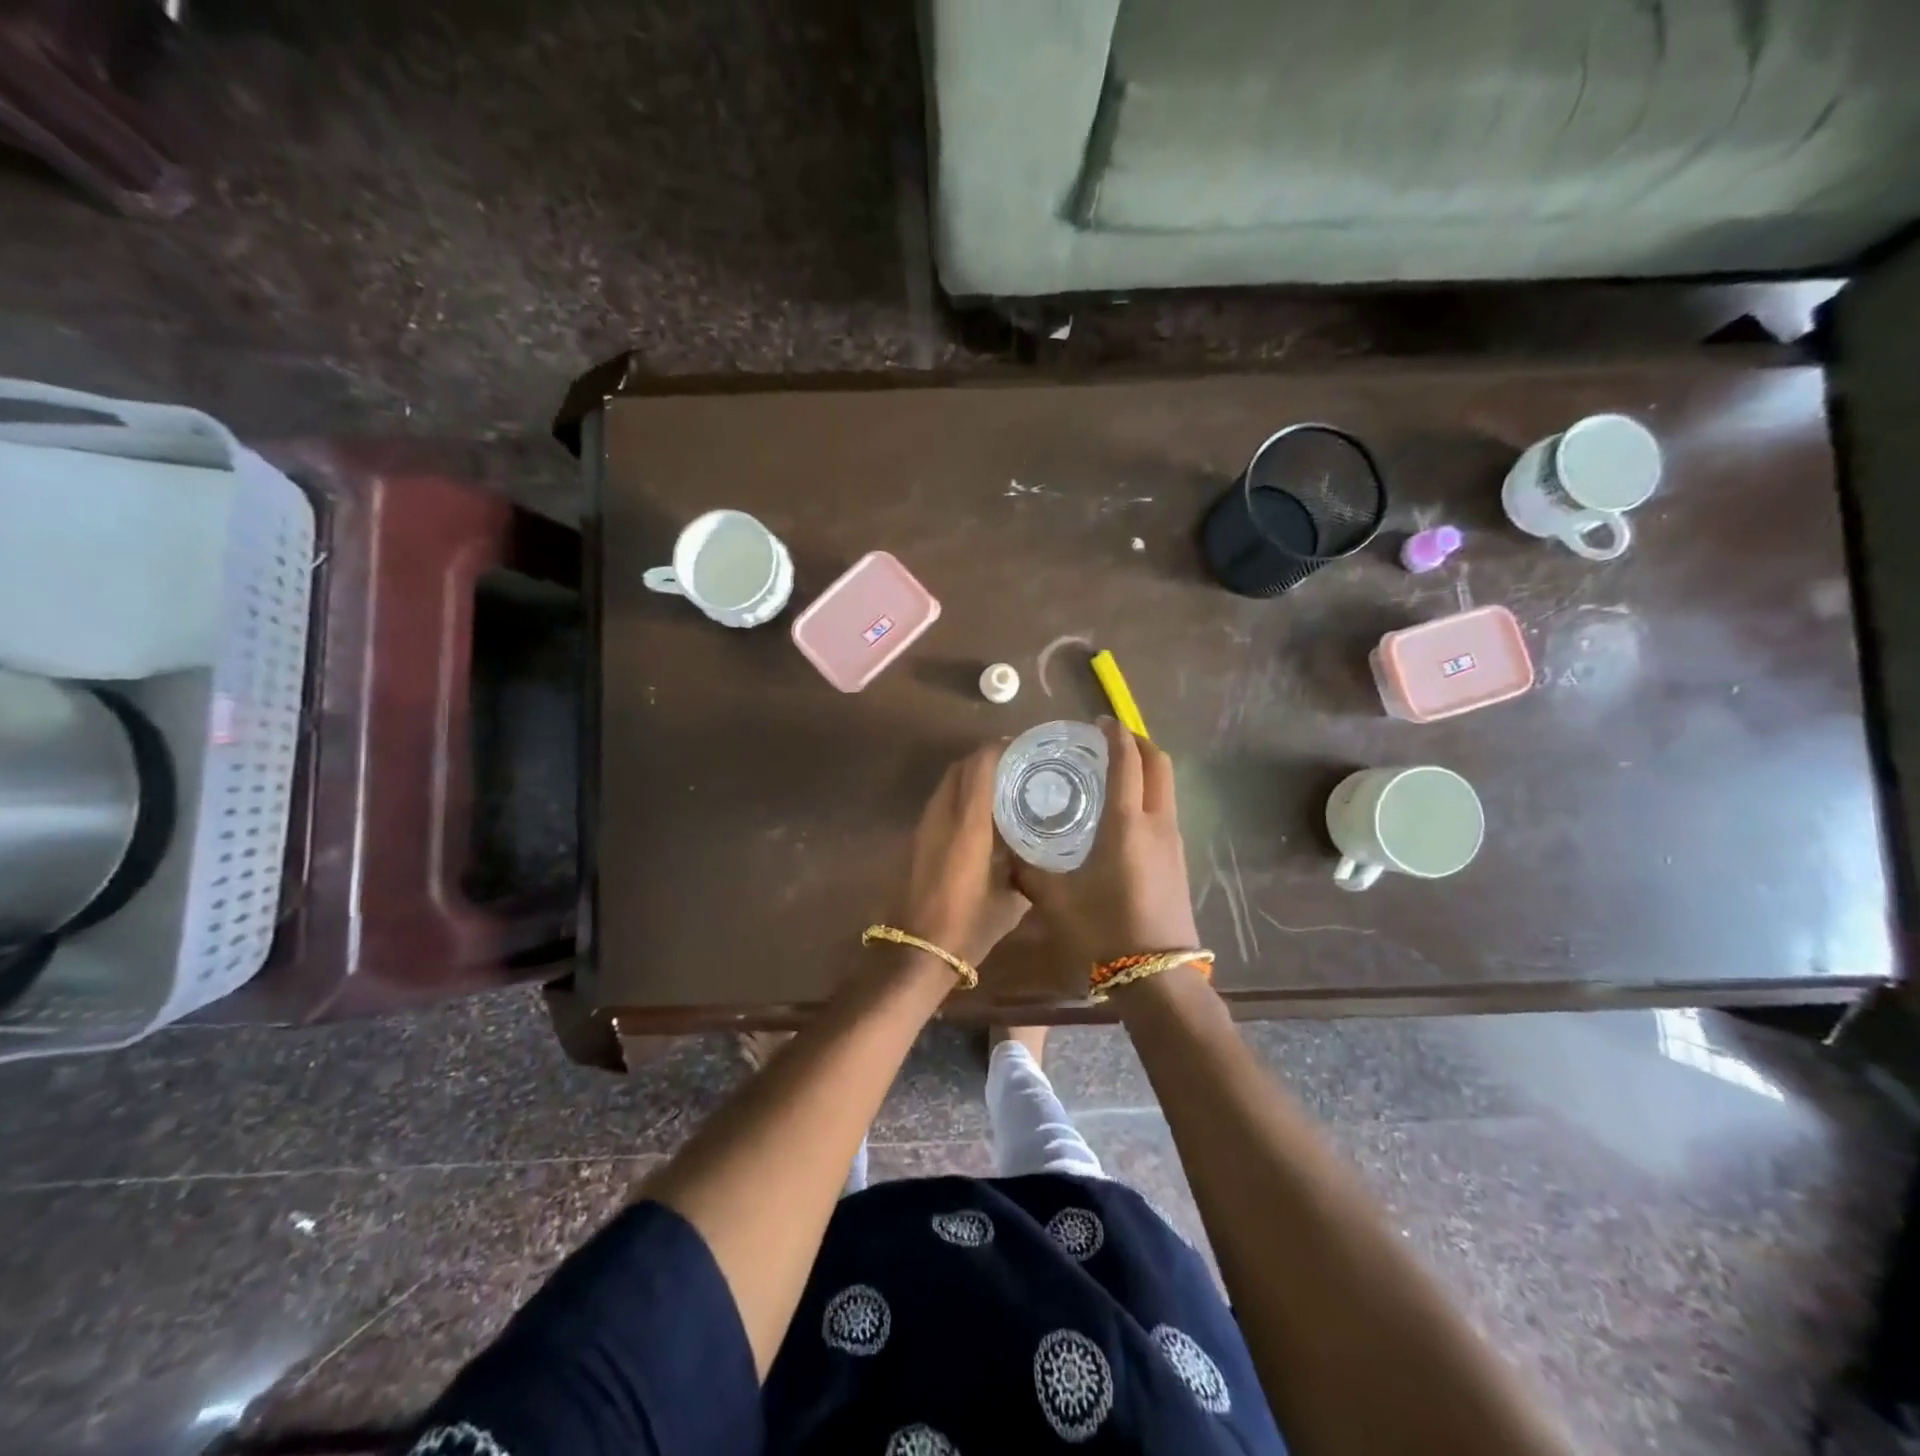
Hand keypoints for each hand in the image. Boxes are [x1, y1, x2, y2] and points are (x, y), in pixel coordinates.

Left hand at [899, 742, 1029, 968]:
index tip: (1024, 748)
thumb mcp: (1011, 899)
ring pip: (949, 783)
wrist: (919, 947)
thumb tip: (1043, 853)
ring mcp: (927, 825)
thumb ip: (1027, 869)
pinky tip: (983, 814)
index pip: (980, 767)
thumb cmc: (969, 924)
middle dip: (987, 758)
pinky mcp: (920, 838)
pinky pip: (942, 801)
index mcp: (968, 823)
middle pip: (961, 768)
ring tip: (1003, 785)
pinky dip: (962, 795)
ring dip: (972, 776)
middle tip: (1017, 765)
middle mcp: (944, 815)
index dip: (999, 750)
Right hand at [1013, 719, 1198, 966]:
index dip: (1115, 735)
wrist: (1157, 978)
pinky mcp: (1180, 861)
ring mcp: (1174, 842)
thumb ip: (1029, 869)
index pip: (1128, 761)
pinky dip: (1151, 794)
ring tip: (1116, 772)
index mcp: (1127, 824)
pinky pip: (1167, 810)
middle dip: (1138, 742)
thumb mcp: (1056, 899)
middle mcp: (1157, 823)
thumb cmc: (1104, 932)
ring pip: (1167, 787)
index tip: (1098, 723)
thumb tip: (1006, 850)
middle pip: (1159, 763)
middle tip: (1110, 739)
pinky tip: (1126, 814)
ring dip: (1147, 768)